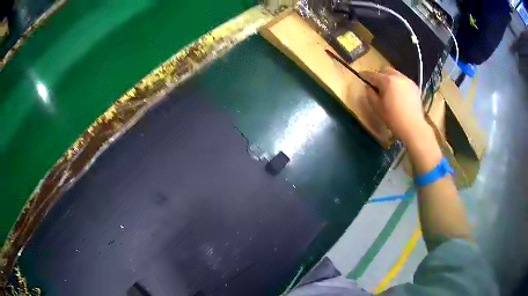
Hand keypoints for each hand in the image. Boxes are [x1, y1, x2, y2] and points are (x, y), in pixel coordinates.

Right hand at [361, 67, 428, 145]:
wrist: (413, 126)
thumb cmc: (393, 118)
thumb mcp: (377, 107)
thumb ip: (370, 95)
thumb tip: (369, 88)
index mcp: (387, 81)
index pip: (372, 75)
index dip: (365, 75)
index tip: (361, 76)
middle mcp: (397, 77)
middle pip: (385, 70)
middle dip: (380, 75)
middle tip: (377, 84)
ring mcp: (408, 81)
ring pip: (396, 74)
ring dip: (390, 79)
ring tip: (389, 89)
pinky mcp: (415, 87)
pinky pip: (404, 81)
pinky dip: (399, 84)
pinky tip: (399, 94)